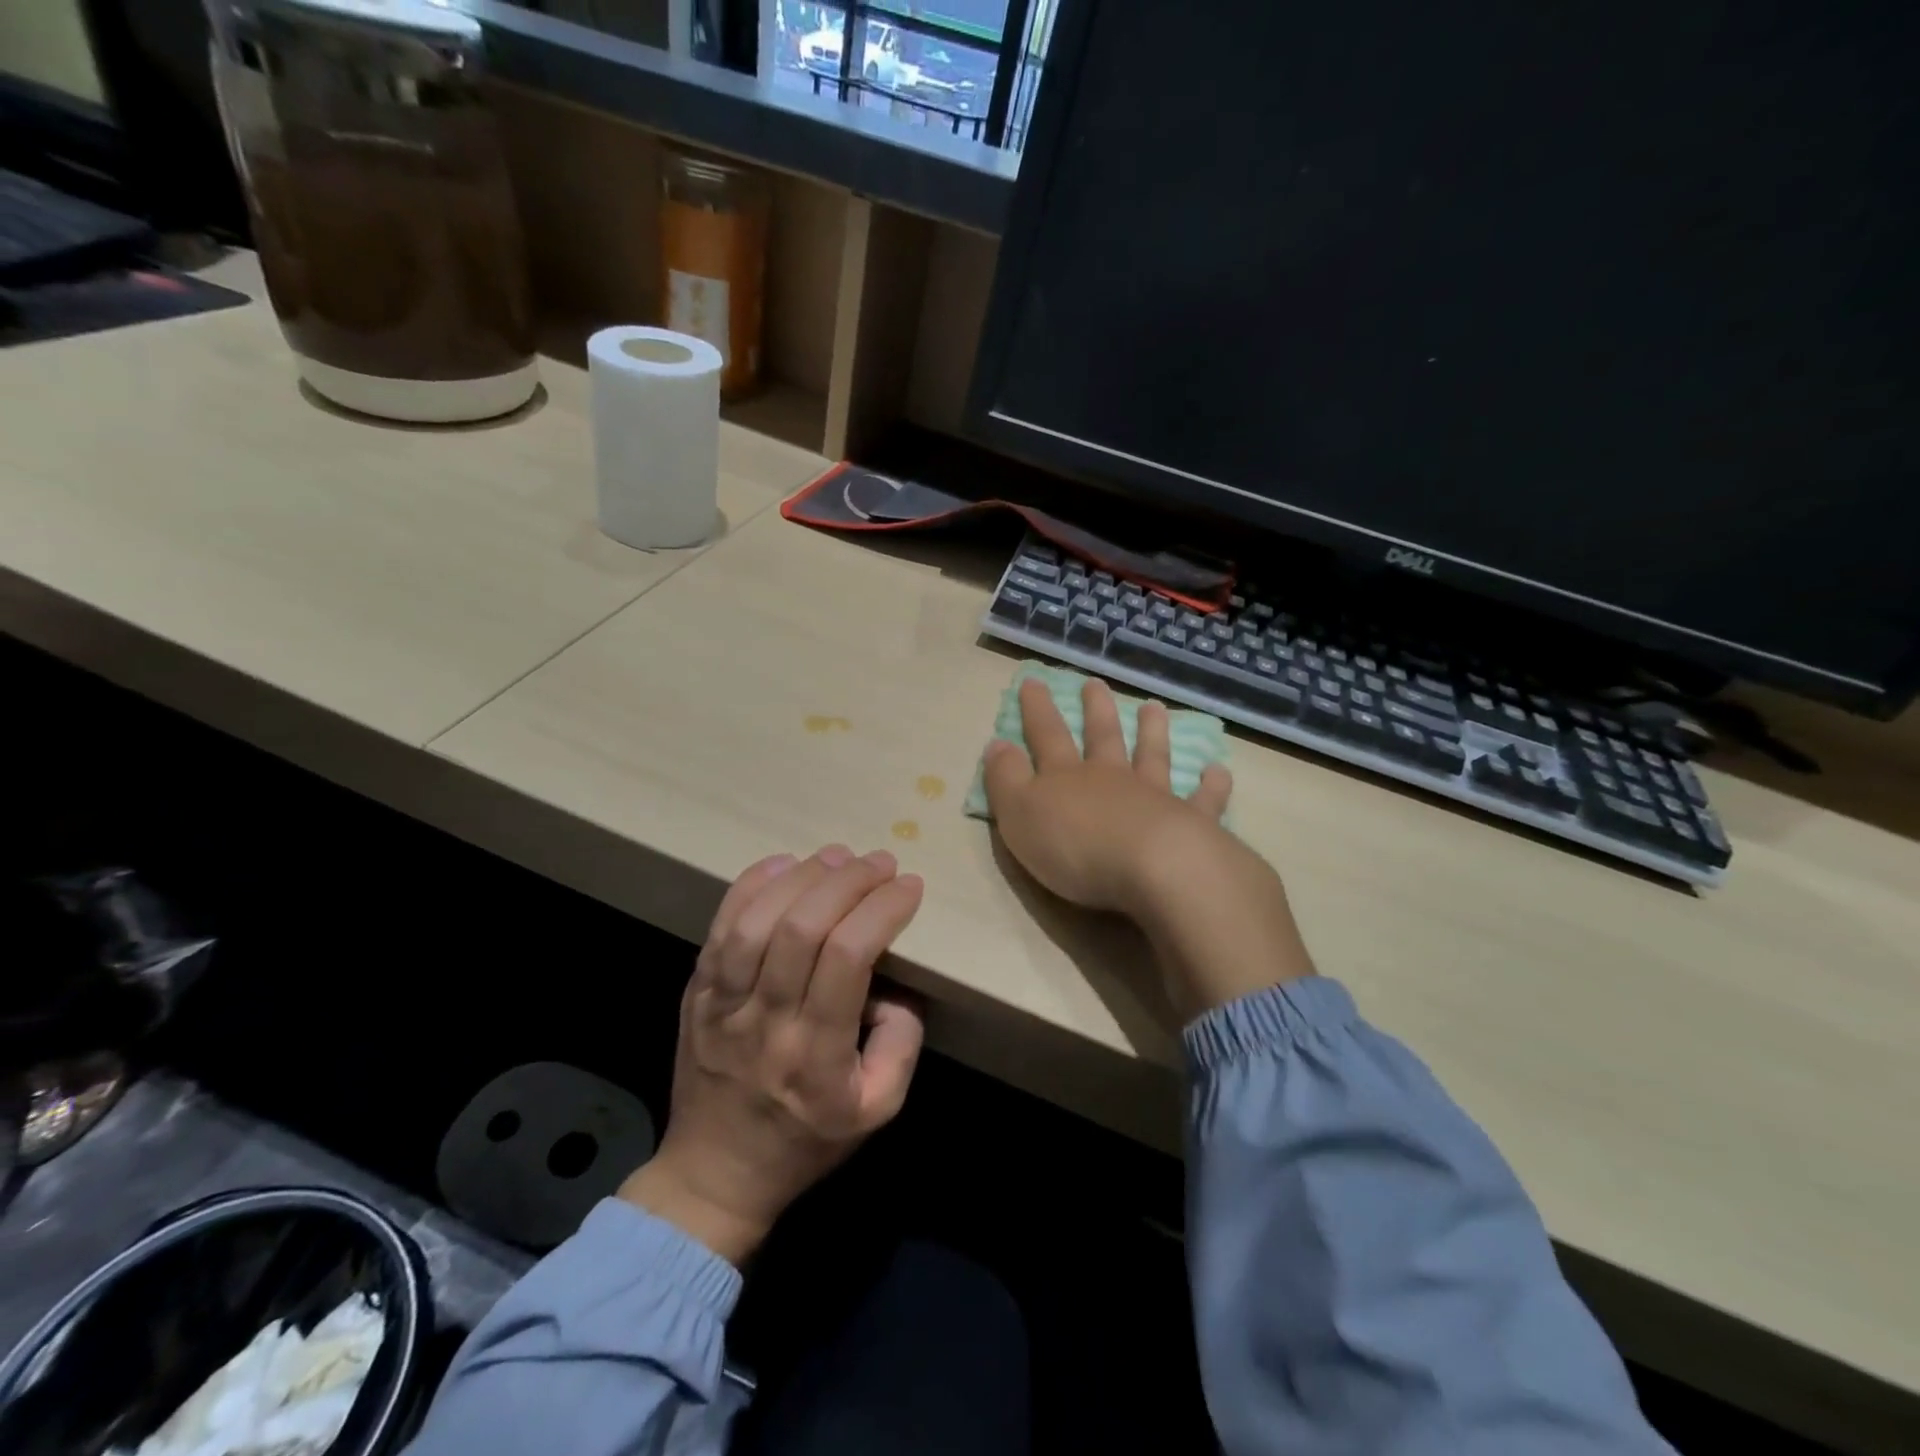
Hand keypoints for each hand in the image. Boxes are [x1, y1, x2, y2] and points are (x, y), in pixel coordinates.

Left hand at [620, 846, 925, 1264]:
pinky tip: (784, 863)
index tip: (909, 886)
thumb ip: (900, 1045)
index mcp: (816, 1054)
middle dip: (849, 881)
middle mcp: (766, 1020)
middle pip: (803, 928)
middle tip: (881, 862)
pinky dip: (751, 886)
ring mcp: (723, 1003)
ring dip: (802, 877)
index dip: (882, 910)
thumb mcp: (877, 1110)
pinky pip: (720, 927)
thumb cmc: (805, 1142)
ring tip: (838, 856)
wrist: (715, 1175)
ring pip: (757, 920)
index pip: (848, 958)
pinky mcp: (697, 991)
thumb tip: (896, 985)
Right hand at [983, 677, 1313, 1014]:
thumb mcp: (1019, 814)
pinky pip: (1203, 800)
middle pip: (1103, 737)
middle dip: (1096, 710)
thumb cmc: (1076, 846)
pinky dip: (1211, 786)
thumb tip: (997, 744)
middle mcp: (1112, 778)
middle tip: (1097, 684)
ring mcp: (1155, 797)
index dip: (1037, 709)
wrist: (1153, 868)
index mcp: (1067, 778)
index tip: (1033, 681)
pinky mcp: (1193, 824)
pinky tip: (1218, 771)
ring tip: (1154, 708)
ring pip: (1152, 756)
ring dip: (1152, 732)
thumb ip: (1005, 779)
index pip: (1046, 735)